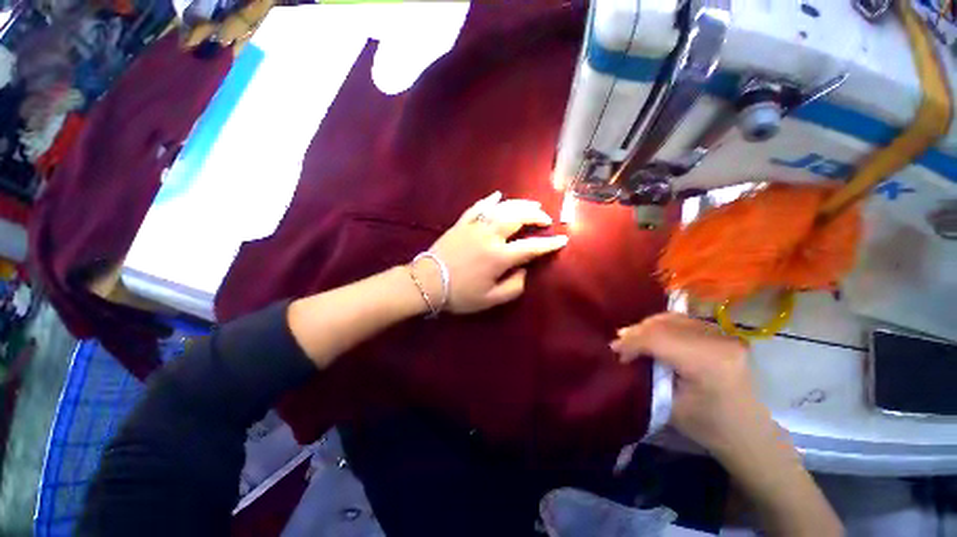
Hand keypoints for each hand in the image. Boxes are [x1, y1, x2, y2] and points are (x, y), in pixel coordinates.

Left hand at [414, 192, 568, 314]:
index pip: (531, 247)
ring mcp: (475, 226)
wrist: (427, 282)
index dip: (549, 244)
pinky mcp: (462, 223)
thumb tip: (524, 270)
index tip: (563, 239)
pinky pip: (478, 207)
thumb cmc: (459, 294)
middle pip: (518, 218)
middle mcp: (490, 236)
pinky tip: (498, 196)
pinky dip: (489, 200)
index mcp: (499, 257)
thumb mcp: (490, 299)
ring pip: (502, 208)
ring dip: (519, 204)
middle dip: (536, 216)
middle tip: (546, 218)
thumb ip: (513, 286)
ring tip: (532, 204)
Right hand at [612, 314, 842, 535]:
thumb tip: (621, 351)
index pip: (658, 339)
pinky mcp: (722, 333)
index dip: (632, 342)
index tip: (614, 350)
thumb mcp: (669, 405)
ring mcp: (723, 334)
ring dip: (647, 326)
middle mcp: (718, 340)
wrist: (748, 433)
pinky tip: (652, 334)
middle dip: (636, 332)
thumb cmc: (708, 427)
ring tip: (632, 338)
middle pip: (664, 324)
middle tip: (619, 343)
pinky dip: (662, 325)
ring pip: (672, 318)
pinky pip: (683, 321)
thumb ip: (646, 373)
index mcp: (708, 362)